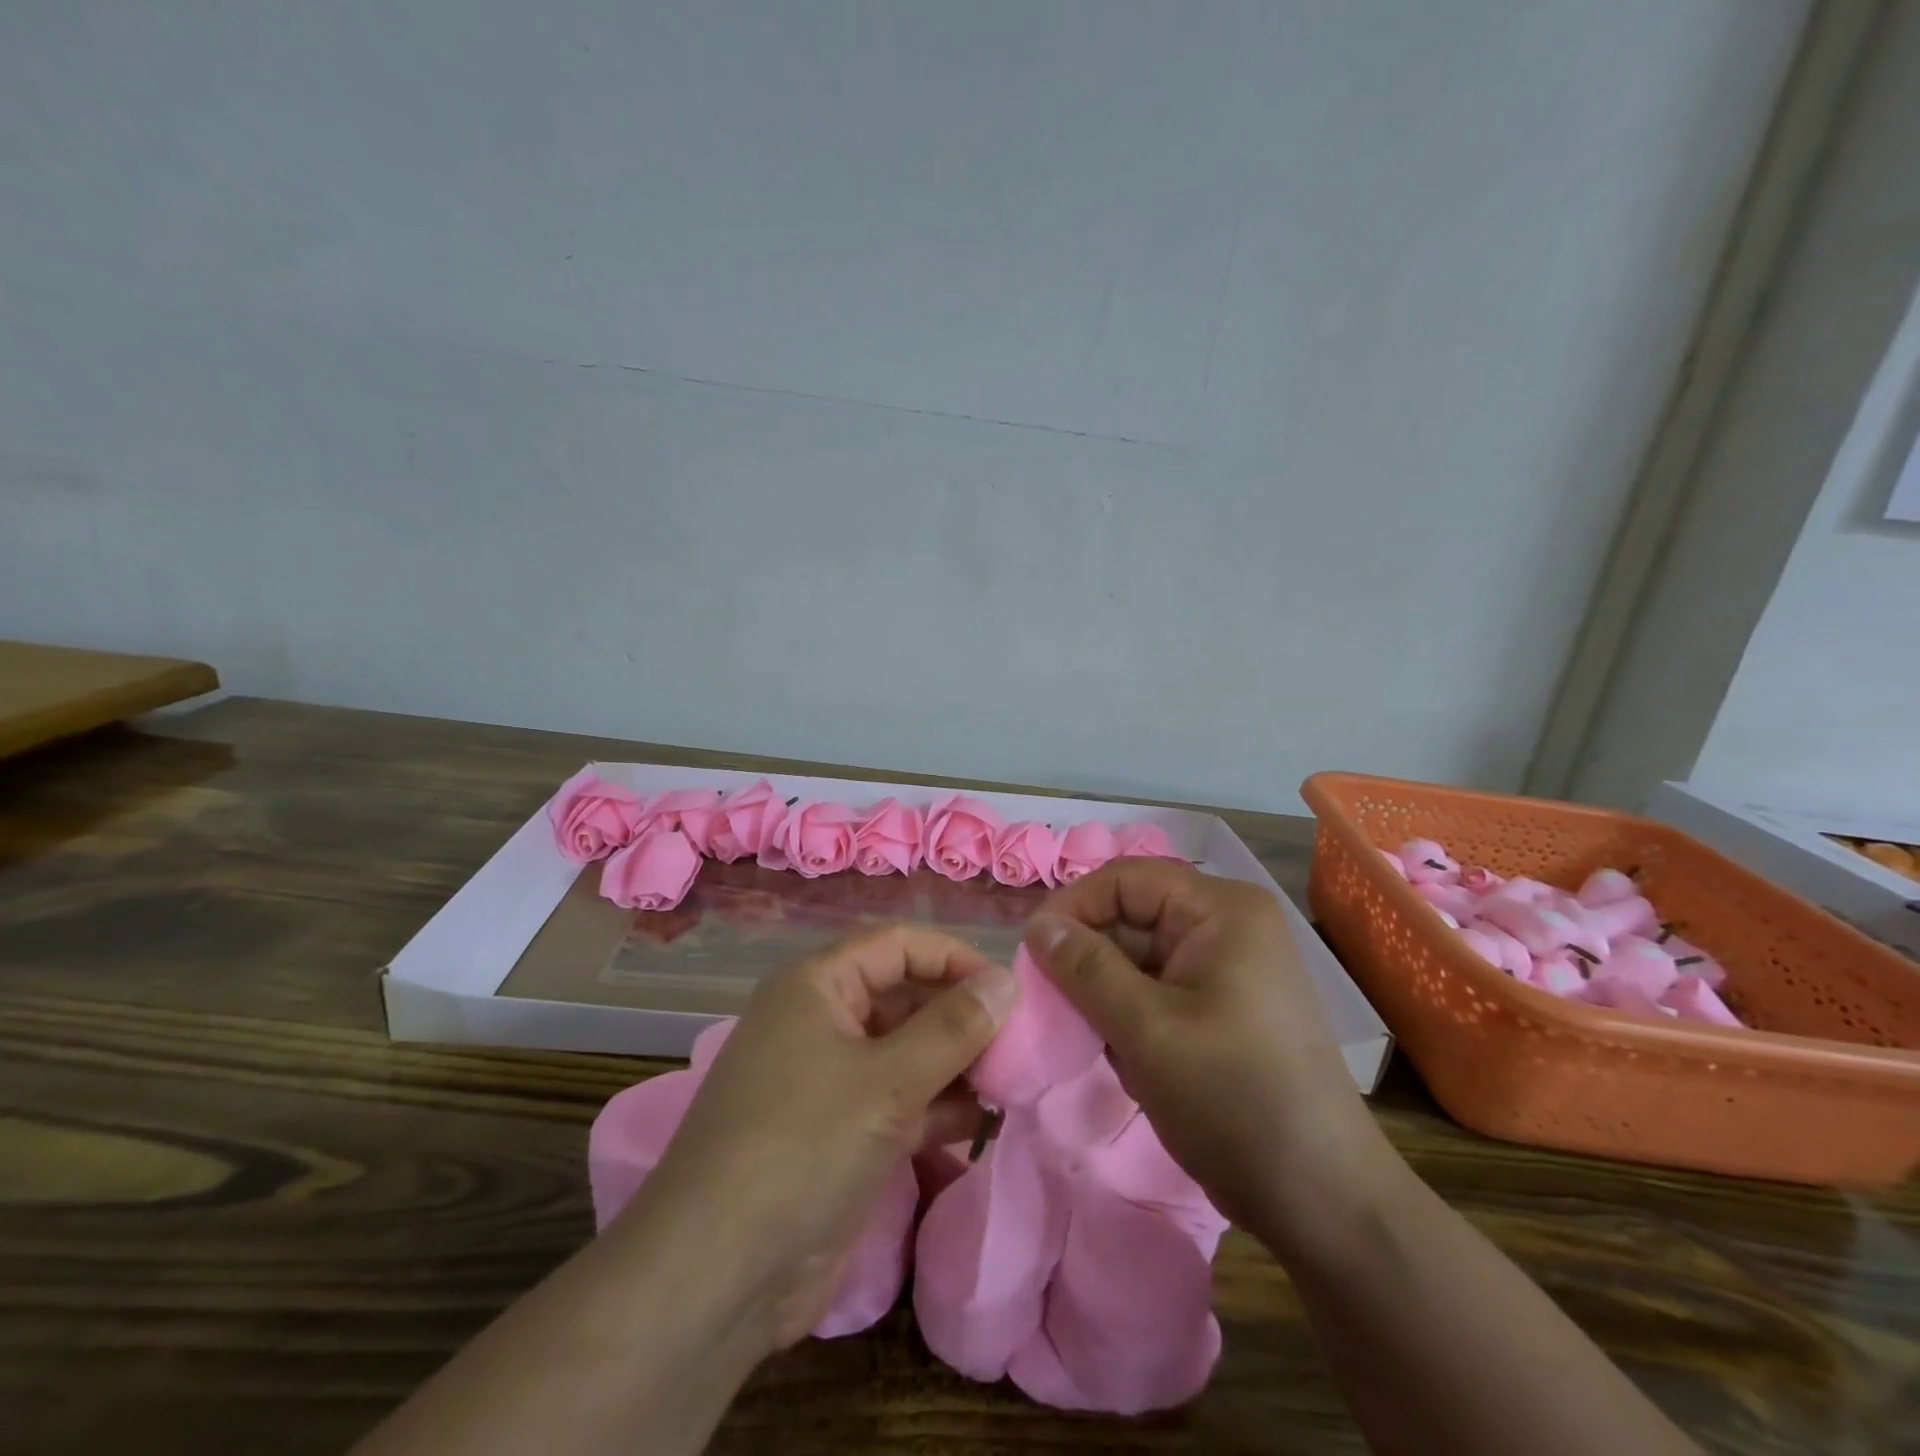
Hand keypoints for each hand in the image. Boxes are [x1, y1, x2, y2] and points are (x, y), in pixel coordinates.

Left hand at [631, 923, 1019, 1350]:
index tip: (1008, 990)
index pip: (897, 945)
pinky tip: (982, 1122)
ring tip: (1010, 1082)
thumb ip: (954, 1027)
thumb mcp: (889, 1081)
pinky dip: (937, 1107)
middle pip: (904, 996)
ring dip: (955, 1064)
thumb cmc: (803, 1147)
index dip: (953, 957)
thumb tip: (1006, 982)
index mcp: (817, 986)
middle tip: (1018, 1044)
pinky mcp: (839, 1133)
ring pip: (905, 1051)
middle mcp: (821, 1021)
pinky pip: (898, 1100)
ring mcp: (829, 1080)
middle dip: (959, 1015)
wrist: (716, 1277)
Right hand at [1025, 859, 1388, 1249]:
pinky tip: (1127, 1058)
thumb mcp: (1147, 1030)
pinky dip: (1130, 1015)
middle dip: (1088, 957)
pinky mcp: (1222, 1007)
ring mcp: (1227, 968)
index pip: (1125, 879)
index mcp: (1221, 910)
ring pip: (1139, 957)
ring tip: (1092, 1038)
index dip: (1073, 907)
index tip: (1031, 953)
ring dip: (1106, 993)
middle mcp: (1227, 926)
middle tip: (1051, 1003)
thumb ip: (1085, 969)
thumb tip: (1036, 927)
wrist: (1322, 1200)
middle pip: (1132, 916)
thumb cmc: (1234, 1100)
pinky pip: (1157, 989)